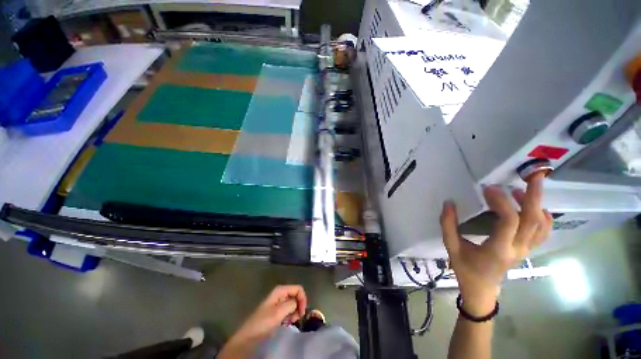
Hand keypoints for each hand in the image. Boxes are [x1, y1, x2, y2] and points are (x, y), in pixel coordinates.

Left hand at [219, 285, 306, 358]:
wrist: (249, 336)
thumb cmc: (263, 322)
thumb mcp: (279, 312)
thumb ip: (291, 304)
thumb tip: (298, 302)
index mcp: (280, 290)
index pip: (298, 289)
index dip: (302, 299)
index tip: (302, 312)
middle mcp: (280, 294)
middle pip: (296, 296)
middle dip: (298, 307)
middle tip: (296, 318)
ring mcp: (279, 302)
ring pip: (293, 304)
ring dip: (294, 312)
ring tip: (290, 321)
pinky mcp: (277, 311)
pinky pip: (289, 310)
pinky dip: (290, 316)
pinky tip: (286, 323)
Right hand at [439, 174, 551, 315]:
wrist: (481, 289)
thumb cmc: (465, 268)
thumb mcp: (451, 246)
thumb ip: (448, 224)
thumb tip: (449, 203)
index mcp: (498, 249)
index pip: (509, 221)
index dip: (501, 202)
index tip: (488, 189)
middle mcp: (517, 248)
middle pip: (534, 219)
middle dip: (535, 195)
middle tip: (532, 175)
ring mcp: (526, 249)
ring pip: (541, 225)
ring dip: (537, 204)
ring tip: (523, 188)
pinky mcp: (527, 249)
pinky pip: (542, 232)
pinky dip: (543, 217)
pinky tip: (534, 207)